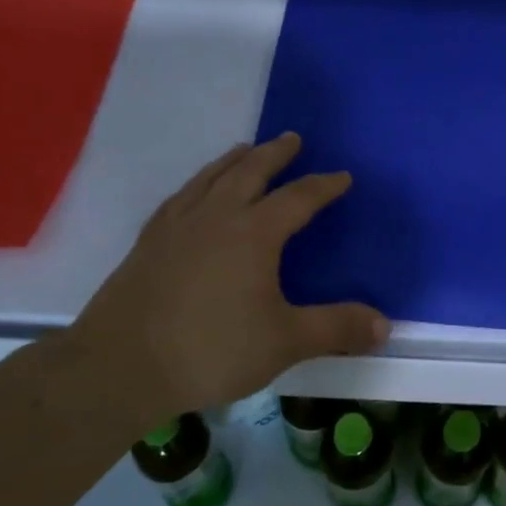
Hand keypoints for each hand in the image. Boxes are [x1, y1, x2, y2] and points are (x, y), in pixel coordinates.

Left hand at [66, 133, 388, 423]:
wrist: (120, 366)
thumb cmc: (210, 350)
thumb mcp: (284, 342)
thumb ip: (335, 329)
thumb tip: (385, 324)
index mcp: (254, 233)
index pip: (298, 198)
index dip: (324, 186)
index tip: (343, 176)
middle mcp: (216, 216)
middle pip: (251, 171)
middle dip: (276, 154)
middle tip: (292, 138)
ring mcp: (177, 225)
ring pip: (211, 177)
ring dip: (234, 160)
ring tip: (246, 150)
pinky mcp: (149, 241)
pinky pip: (181, 196)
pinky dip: (198, 183)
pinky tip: (195, 192)